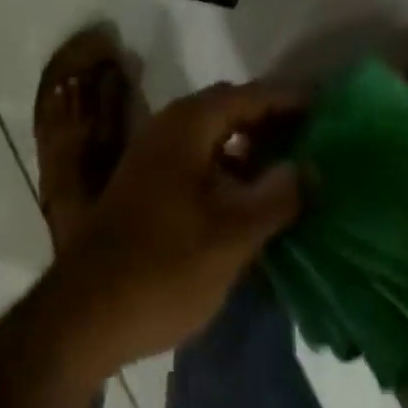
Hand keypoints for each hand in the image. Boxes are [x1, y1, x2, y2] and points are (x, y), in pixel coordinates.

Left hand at [48, 81, 304, 372]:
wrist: (84, 312)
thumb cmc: (164, 263)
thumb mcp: (231, 235)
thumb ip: (275, 197)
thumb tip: (311, 168)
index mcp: (190, 122)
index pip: (249, 95)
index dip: (287, 99)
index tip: (323, 104)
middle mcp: (171, 124)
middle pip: (230, 109)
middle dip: (270, 120)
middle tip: (311, 138)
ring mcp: (155, 152)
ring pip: (214, 135)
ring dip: (249, 146)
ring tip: (287, 169)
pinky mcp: (148, 181)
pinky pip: (199, 157)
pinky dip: (227, 166)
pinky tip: (247, 198)